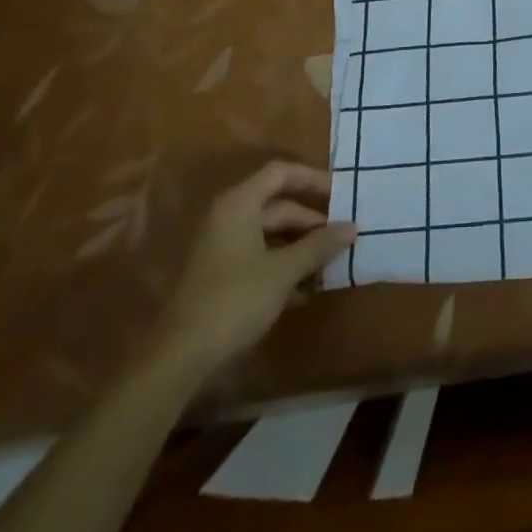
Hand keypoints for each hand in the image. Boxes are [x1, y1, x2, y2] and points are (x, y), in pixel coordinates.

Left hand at [153, 161, 354, 372]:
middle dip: (312, 222)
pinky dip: (284, 266)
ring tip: (331, 265)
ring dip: (301, 247)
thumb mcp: (284, 271)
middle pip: (279, 206)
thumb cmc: (234, 300)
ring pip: (271, 235)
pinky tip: (307, 291)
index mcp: (240, 204)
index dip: (313, 179)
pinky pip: (260, 257)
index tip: (341, 194)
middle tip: (343, 237)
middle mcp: (229, 217)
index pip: (281, 173)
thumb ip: (319, 245)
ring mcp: (222, 248)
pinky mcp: (220, 276)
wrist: (178, 358)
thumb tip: (353, 226)